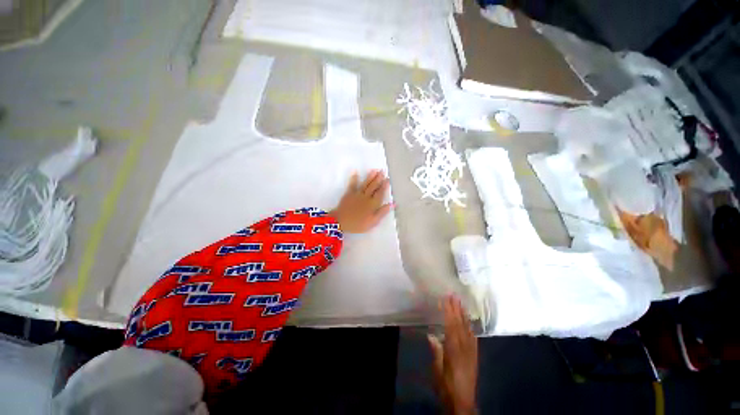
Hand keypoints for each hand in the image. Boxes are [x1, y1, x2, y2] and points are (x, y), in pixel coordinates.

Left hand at [330, 170, 392, 232]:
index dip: (384, 186)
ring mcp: (357, 194)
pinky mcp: (349, 193)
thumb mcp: (373, 222)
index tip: (388, 179)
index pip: (380, 193)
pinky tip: (356, 172)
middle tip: (383, 171)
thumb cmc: (358, 224)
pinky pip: (352, 184)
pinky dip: (354, 178)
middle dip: (379, 178)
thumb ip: (382, 212)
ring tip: (375, 170)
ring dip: (370, 176)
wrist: (341, 222)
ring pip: (365, 183)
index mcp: (373, 204)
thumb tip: (392, 204)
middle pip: (374, 186)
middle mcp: (366, 197)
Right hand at [428, 296, 477, 414]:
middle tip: (454, 295)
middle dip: (456, 309)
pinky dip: (471, 328)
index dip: (448, 311)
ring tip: (461, 304)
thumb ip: (436, 352)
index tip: (445, 299)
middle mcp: (464, 347)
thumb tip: (431, 335)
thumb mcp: (437, 370)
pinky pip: (473, 339)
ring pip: (468, 329)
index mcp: (454, 349)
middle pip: (460, 324)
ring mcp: (471, 351)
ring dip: (464, 315)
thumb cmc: (447, 386)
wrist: (463, 402)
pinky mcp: (475, 356)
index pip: (450, 325)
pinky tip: (470, 323)